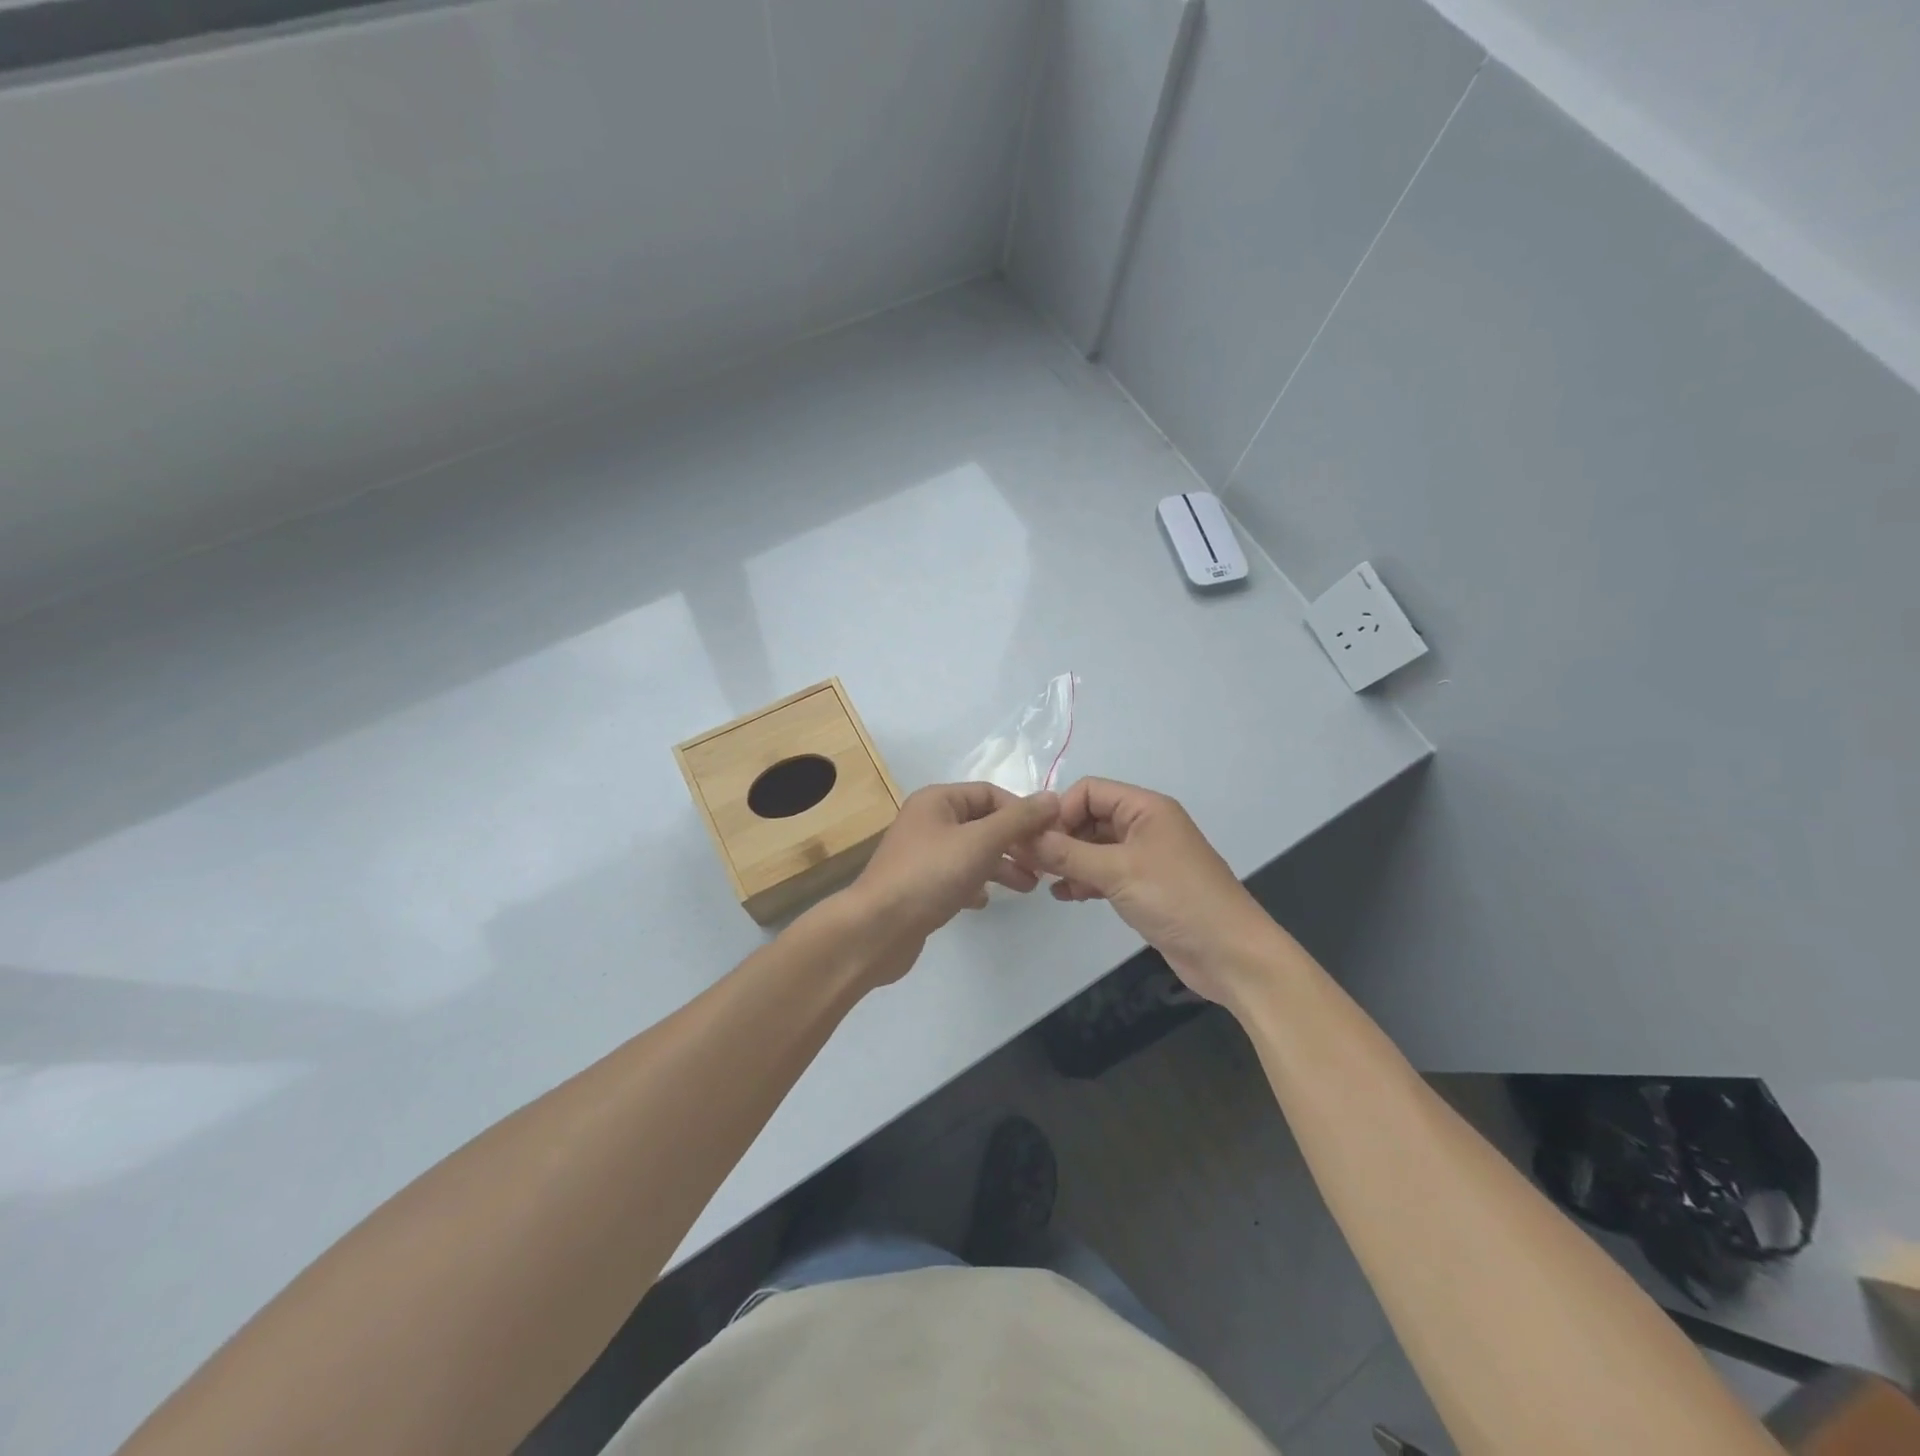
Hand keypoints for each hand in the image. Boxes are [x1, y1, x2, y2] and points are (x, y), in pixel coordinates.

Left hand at [837, 783, 1058, 985]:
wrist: (877, 930)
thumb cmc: (930, 875)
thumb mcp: (980, 842)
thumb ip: (1018, 820)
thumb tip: (1052, 798)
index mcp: (938, 800)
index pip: (991, 794)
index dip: (1022, 812)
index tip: (1050, 837)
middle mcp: (928, 821)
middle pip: (983, 823)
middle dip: (1015, 842)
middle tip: (1044, 865)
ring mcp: (922, 855)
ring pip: (973, 852)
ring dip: (1002, 866)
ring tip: (1029, 887)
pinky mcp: (920, 886)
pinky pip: (957, 877)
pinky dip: (976, 885)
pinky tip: (986, 901)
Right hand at [1021, 777, 1282, 1008]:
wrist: (1229, 954)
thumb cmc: (1176, 899)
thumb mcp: (1117, 871)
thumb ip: (1068, 853)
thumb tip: (1024, 837)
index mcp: (1145, 808)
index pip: (1089, 791)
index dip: (1061, 811)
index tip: (1037, 841)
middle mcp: (1144, 825)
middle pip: (1090, 817)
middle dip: (1061, 836)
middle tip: (1033, 863)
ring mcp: (1145, 857)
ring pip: (1094, 846)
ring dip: (1069, 860)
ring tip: (1045, 880)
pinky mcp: (1144, 886)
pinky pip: (1104, 871)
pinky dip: (1084, 879)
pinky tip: (1065, 895)